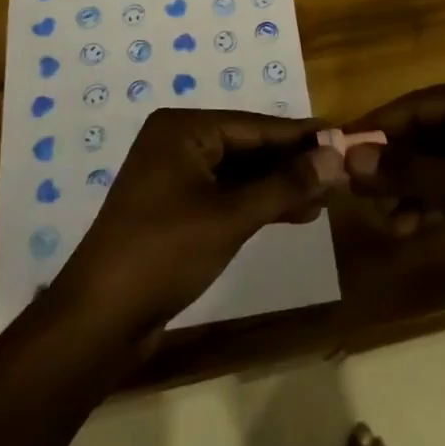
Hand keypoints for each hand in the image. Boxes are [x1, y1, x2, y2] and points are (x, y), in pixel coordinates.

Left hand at [57, 108, 343, 332]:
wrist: (100, 319)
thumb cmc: (164, 253)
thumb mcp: (231, 216)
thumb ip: (286, 184)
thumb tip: (336, 156)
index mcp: (183, 129)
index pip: (255, 126)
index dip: (301, 136)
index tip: (344, 137)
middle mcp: (178, 143)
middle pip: (248, 147)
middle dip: (292, 164)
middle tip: (341, 173)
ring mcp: (175, 177)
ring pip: (240, 173)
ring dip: (280, 186)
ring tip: (326, 197)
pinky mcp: (176, 209)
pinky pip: (226, 195)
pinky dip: (258, 203)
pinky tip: (295, 213)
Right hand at [342, 75, 444, 289]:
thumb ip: (410, 173)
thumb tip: (349, 159)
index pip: (414, 105)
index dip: (374, 130)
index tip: (337, 156)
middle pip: (424, 132)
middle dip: (392, 166)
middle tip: (362, 201)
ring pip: (437, 159)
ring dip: (410, 187)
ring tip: (388, 222)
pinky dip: (434, 198)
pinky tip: (412, 224)